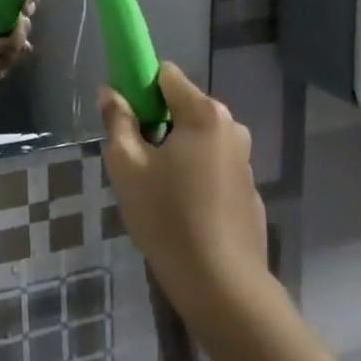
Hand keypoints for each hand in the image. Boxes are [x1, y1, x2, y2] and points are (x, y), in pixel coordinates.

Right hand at [97, 64, 267, 310]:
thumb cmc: (167, 217)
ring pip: (197, 140)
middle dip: (155, 123)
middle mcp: (231, 128)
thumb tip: (111, 92)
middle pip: (183, 107)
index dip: (139, 88)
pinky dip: (193, 176)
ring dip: (174, 152)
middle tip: (134, 161)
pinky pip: (211, 167)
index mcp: (204, 114)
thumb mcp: (126, 165)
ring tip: (155, 191)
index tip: (122, 117)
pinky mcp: (249, 191)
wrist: (222, 286)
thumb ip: (116, 121)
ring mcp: (244, 160)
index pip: (166, 75)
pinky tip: (181, 212)